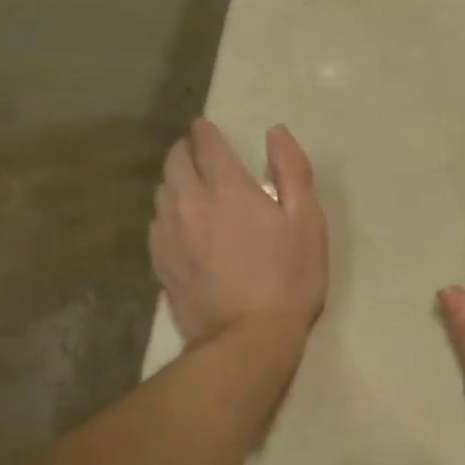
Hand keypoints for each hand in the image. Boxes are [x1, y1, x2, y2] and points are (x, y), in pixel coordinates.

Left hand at [150, 119, 327, 347]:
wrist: (249, 337)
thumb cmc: (290, 276)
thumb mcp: (307, 220)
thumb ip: (292, 170)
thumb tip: (276, 132)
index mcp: (227, 187)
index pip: (206, 144)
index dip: (206, 131)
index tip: (208, 127)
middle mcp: (188, 202)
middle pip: (174, 162)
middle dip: (186, 151)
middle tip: (201, 153)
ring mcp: (168, 234)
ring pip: (162, 192)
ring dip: (175, 181)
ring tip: (192, 187)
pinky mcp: (160, 262)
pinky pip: (157, 223)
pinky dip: (169, 213)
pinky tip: (183, 226)